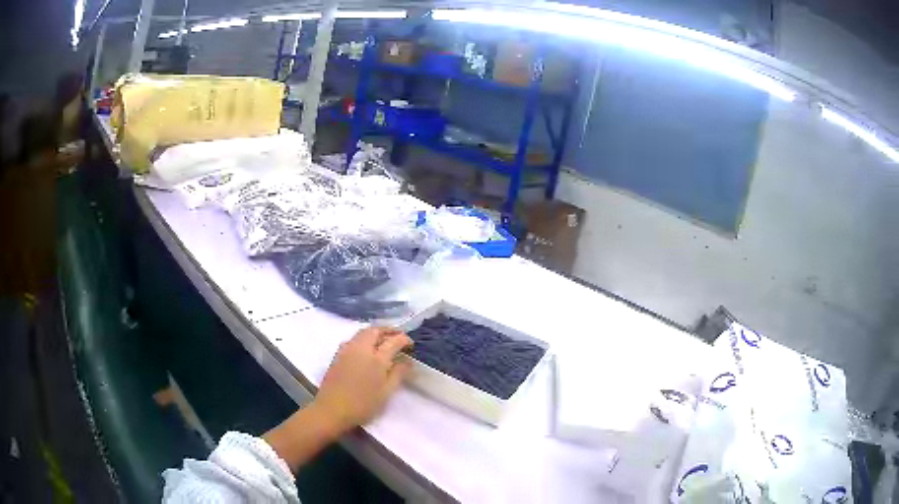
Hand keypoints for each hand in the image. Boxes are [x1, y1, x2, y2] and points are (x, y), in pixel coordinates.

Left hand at [311, 327, 412, 435]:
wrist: (332, 409)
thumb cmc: (363, 404)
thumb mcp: (386, 392)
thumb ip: (398, 374)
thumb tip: (407, 361)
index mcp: (376, 358)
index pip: (394, 341)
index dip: (404, 340)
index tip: (411, 345)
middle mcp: (361, 348)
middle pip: (376, 330)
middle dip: (389, 331)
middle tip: (398, 336)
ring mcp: (347, 349)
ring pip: (363, 332)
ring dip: (376, 332)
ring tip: (384, 340)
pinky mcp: (338, 354)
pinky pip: (354, 339)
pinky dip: (364, 338)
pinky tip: (367, 348)